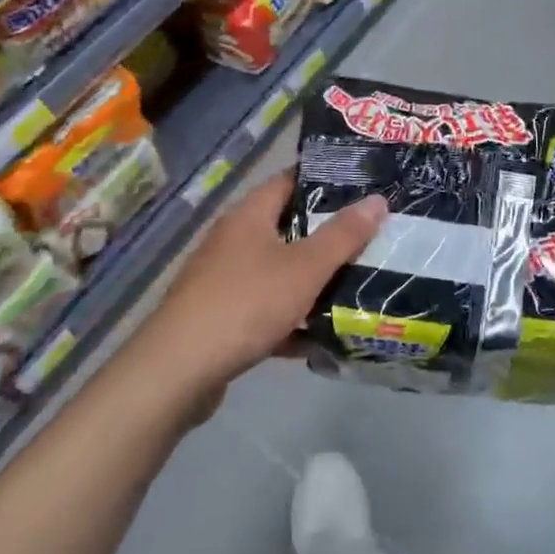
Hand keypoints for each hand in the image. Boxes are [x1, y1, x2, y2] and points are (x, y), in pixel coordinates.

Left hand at [130, 173, 386, 408]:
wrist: (176, 373)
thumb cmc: (245, 304)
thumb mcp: (305, 268)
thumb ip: (343, 235)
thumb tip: (378, 199)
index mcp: (249, 215)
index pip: (290, 180)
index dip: (326, 180)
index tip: (363, 187)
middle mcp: (233, 239)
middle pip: (287, 226)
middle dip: (326, 235)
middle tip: (370, 237)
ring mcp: (222, 279)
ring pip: (277, 270)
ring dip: (310, 280)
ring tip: (354, 284)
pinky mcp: (218, 317)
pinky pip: (264, 308)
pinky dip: (290, 318)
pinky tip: (317, 336)